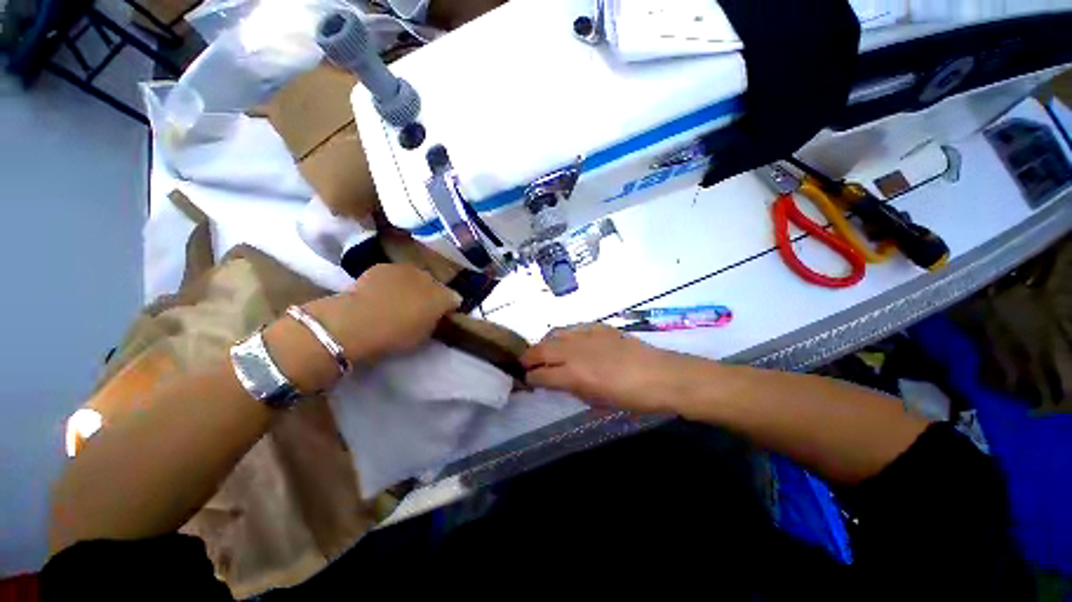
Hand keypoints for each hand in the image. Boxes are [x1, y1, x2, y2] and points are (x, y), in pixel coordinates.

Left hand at [309, 264, 462, 361]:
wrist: (358, 321)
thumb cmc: (396, 335)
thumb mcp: (423, 336)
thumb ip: (433, 322)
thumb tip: (434, 316)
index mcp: (443, 297)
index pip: (455, 299)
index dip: (448, 308)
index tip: (441, 316)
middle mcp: (429, 278)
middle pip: (435, 285)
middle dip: (431, 294)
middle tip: (420, 307)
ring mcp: (406, 269)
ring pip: (415, 276)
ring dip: (412, 285)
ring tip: (399, 298)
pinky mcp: (384, 266)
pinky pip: (394, 274)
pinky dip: (392, 281)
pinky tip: (381, 292)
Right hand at [520, 324, 697, 413]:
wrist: (660, 375)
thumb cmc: (630, 398)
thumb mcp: (597, 401)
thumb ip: (572, 389)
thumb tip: (557, 382)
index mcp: (573, 375)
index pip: (541, 374)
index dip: (530, 378)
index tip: (528, 380)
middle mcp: (574, 352)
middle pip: (541, 350)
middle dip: (529, 357)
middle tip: (526, 363)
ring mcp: (585, 335)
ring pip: (554, 334)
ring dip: (544, 343)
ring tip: (544, 350)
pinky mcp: (597, 327)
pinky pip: (573, 328)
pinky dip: (564, 335)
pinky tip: (568, 341)